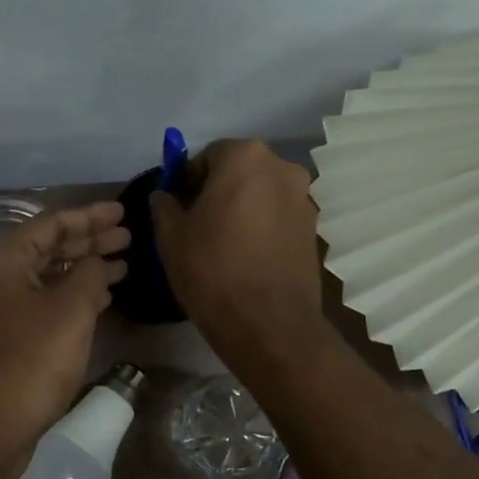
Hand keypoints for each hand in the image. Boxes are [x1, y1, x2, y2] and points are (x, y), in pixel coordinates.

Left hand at [0, 202, 129, 447]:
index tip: (123, 212)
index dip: (90, 216)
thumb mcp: (71, 309)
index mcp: (2, 259)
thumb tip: (98, 262)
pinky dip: (73, 295)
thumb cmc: (32, 359)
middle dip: (90, 241)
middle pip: (48, 248)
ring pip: (48, 276)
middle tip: (128, 237)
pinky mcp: (7, 334)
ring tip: (124, 264)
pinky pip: (44, 301)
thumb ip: (90, 274)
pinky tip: (102, 297)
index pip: (51, 223)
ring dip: (84, 269)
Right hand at [150, 139, 324, 361]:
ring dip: (242, 208)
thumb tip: (165, 196)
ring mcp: (304, 198)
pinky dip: (261, 227)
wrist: (268, 323)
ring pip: (261, 194)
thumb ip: (164, 205)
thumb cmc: (212, 270)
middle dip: (218, 191)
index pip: (208, 155)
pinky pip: (278, 217)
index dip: (187, 180)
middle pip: (239, 171)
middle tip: (198, 225)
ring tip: (223, 244)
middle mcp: (282, 167)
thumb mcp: (170, 236)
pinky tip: (246, 257)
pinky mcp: (314, 229)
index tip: (178, 209)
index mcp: (245, 157)